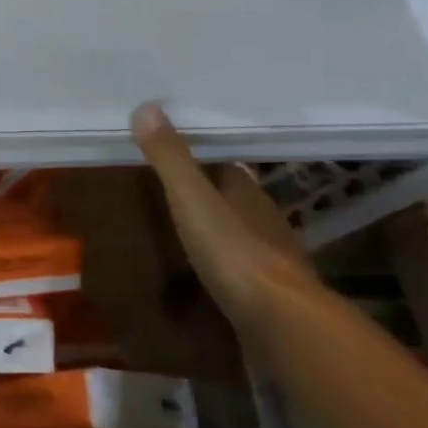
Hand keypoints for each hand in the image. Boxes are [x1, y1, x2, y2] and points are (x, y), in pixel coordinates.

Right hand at [130, 101, 318, 331]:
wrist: (280, 320)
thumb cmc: (233, 251)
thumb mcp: (191, 199)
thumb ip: (170, 158)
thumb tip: (146, 106)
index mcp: (248, 193)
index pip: (227, 166)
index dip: (204, 158)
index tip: (176, 151)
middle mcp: (265, 220)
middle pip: (236, 198)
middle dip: (211, 192)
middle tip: (173, 188)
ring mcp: (272, 259)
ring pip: (243, 232)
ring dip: (221, 228)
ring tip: (186, 228)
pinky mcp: (270, 294)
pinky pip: (244, 268)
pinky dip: (227, 263)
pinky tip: (209, 269)